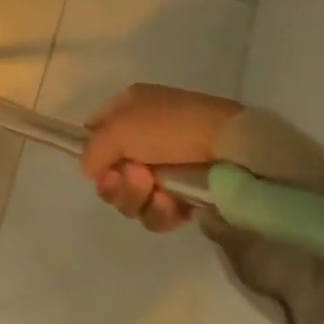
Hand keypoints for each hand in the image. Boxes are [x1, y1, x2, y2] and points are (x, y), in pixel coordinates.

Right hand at [81, 85, 242, 231]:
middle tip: (136, 179)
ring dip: (136, 198)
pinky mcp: (186, 196)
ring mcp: (166, 169)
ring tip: (157, 192)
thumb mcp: (119, 128)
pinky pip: (157, 214)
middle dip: (117, 182)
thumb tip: (91, 171)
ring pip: (130, 197)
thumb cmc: (171, 128)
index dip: (93, 153)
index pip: (95, 134)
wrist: (233, 151)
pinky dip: (160, 213)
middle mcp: (144, 138)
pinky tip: (172, 206)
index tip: (100, 166)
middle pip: (110, 172)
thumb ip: (92, 150)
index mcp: (129, 110)